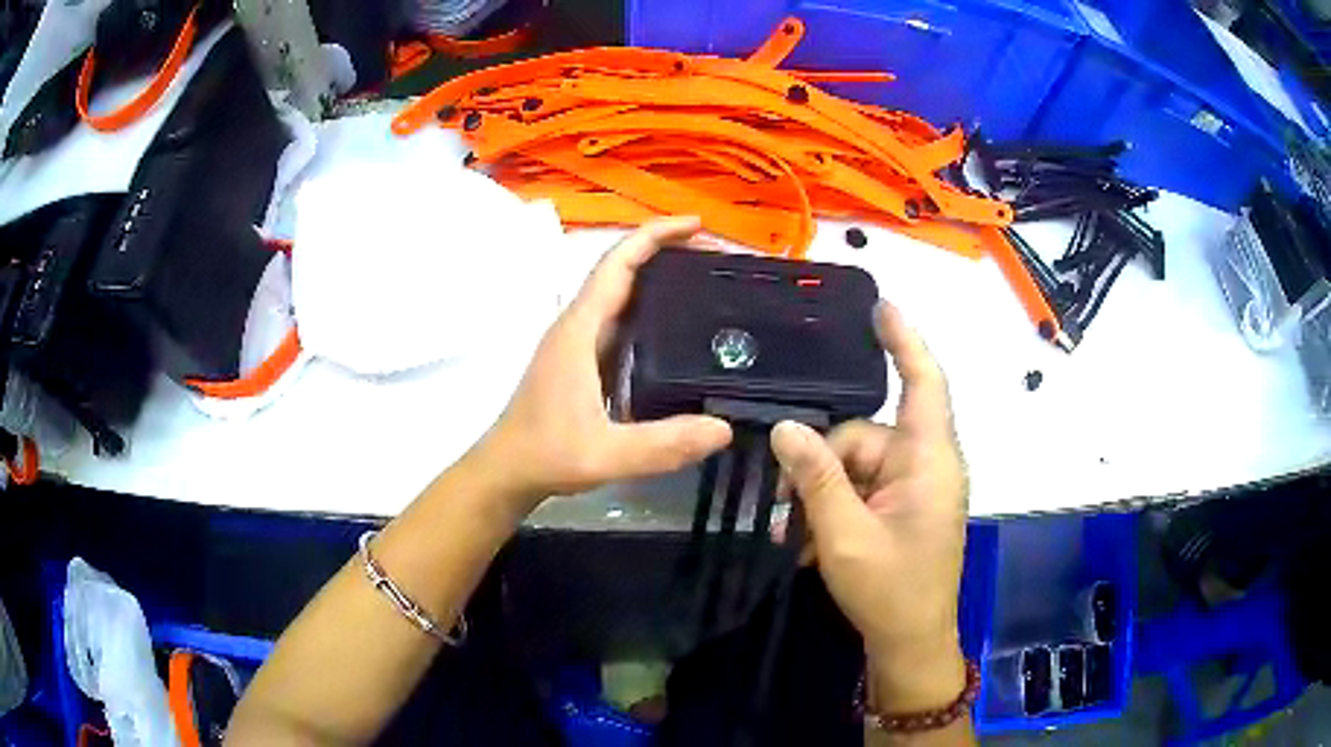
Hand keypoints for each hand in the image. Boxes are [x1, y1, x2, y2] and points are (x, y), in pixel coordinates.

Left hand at [470, 217, 732, 514]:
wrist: (507, 472)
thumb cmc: (546, 455)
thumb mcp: (606, 454)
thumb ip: (662, 444)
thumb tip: (723, 428)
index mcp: (579, 329)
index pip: (617, 264)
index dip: (655, 236)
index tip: (697, 226)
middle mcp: (577, 326)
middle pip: (621, 270)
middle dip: (665, 251)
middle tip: (715, 256)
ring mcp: (577, 343)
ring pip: (620, 295)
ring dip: (657, 279)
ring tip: (704, 283)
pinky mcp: (580, 362)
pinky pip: (619, 321)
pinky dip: (649, 311)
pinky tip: (676, 331)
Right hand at [770, 302, 967, 713]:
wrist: (911, 643)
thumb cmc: (890, 590)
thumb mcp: (844, 535)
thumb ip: (817, 478)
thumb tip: (786, 429)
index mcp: (929, 460)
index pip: (923, 382)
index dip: (904, 340)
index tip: (879, 306)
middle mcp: (926, 465)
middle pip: (866, 435)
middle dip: (823, 464)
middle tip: (787, 506)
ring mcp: (916, 489)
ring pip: (858, 466)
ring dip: (824, 496)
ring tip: (799, 537)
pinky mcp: (905, 509)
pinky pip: (864, 491)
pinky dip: (837, 510)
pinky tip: (812, 544)